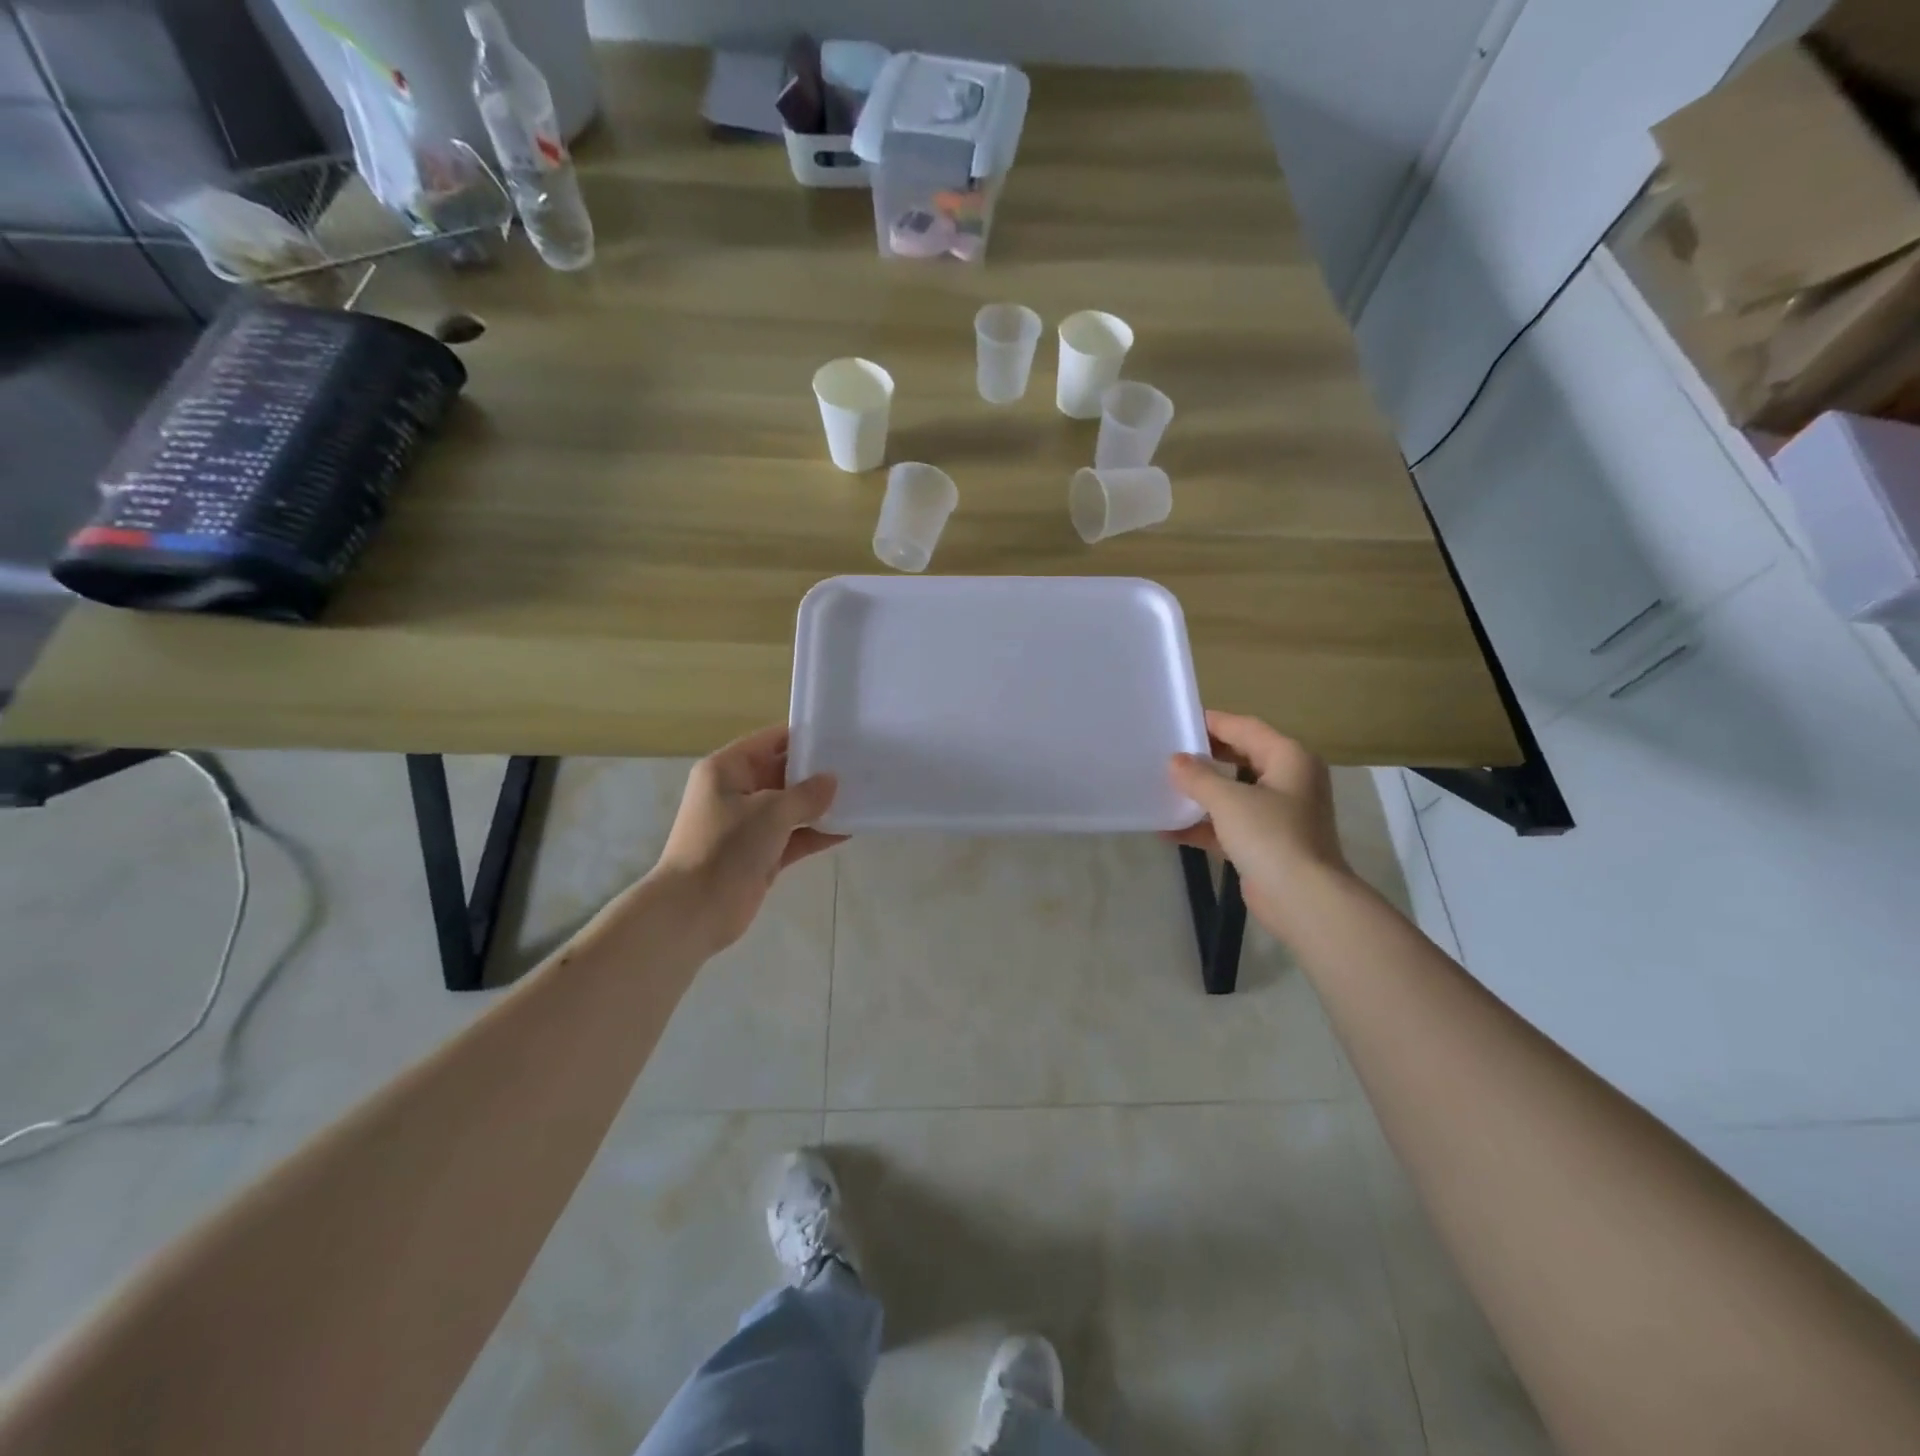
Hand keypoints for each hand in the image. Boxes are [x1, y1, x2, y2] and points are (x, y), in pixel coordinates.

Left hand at [651, 725, 842, 954]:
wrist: (695, 910)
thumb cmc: (726, 847)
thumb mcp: (771, 812)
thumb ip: (806, 794)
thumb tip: (832, 781)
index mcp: (727, 769)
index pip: (771, 740)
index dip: (805, 736)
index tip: (841, 735)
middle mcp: (736, 791)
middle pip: (783, 772)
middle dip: (818, 772)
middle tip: (860, 764)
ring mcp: (749, 825)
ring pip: (791, 807)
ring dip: (821, 804)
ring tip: (862, 794)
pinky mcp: (761, 855)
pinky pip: (794, 836)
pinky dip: (817, 833)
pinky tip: (849, 829)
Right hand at [1166, 711, 1353, 942]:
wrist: (1302, 899)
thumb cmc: (1270, 836)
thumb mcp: (1227, 799)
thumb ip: (1197, 776)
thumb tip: (1175, 761)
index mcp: (1288, 758)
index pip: (1244, 728)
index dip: (1211, 722)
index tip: (1177, 721)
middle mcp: (1288, 780)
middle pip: (1240, 758)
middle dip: (1204, 758)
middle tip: (1166, 752)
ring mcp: (1279, 813)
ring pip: (1233, 792)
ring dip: (1200, 793)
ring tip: (1162, 786)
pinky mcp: (1266, 843)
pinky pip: (1229, 824)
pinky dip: (1203, 825)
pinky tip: (1168, 830)